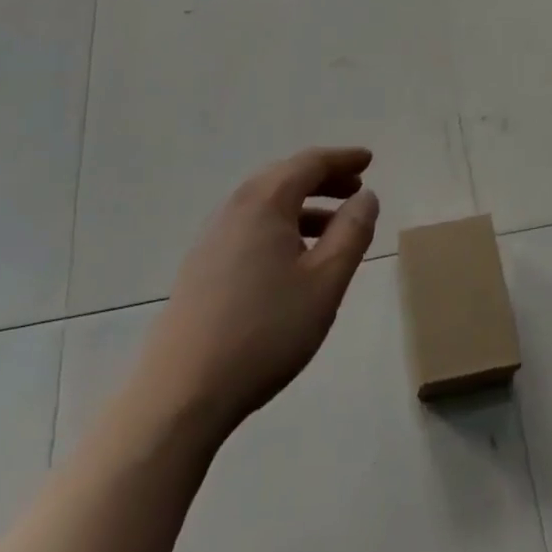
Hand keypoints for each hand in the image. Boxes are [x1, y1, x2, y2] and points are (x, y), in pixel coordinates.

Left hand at [132, 147, 378, 441]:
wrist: (182, 392)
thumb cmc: (265, 331)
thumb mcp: (325, 282)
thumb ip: (351, 233)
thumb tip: (366, 196)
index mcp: (265, 202)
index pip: (309, 163)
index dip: (342, 158)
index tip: (369, 160)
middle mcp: (236, 207)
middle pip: (285, 177)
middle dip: (323, 178)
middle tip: (355, 188)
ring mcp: (213, 236)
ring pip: (266, 203)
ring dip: (303, 204)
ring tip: (333, 227)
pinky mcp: (202, 265)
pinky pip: (250, 226)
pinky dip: (281, 225)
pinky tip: (294, 258)